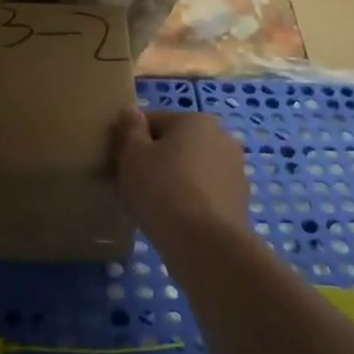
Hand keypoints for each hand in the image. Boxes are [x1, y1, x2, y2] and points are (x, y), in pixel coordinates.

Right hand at [115, 108, 249, 240]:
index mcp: (195, 120)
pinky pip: (203, 192)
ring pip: (190, 169)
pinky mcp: (238, 200)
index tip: (115, 162)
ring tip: (149, 206)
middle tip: (129, 185)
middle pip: (174, 144)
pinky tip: (172, 219)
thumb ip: (130, 129)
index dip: (129, 139)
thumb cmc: (162, 190)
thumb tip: (130, 110)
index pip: (153, 120)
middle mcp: (221, 137)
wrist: (205, 243)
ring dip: (170, 180)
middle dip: (152, 160)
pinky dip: (187, 199)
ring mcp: (234, 170)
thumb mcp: (133, 155)